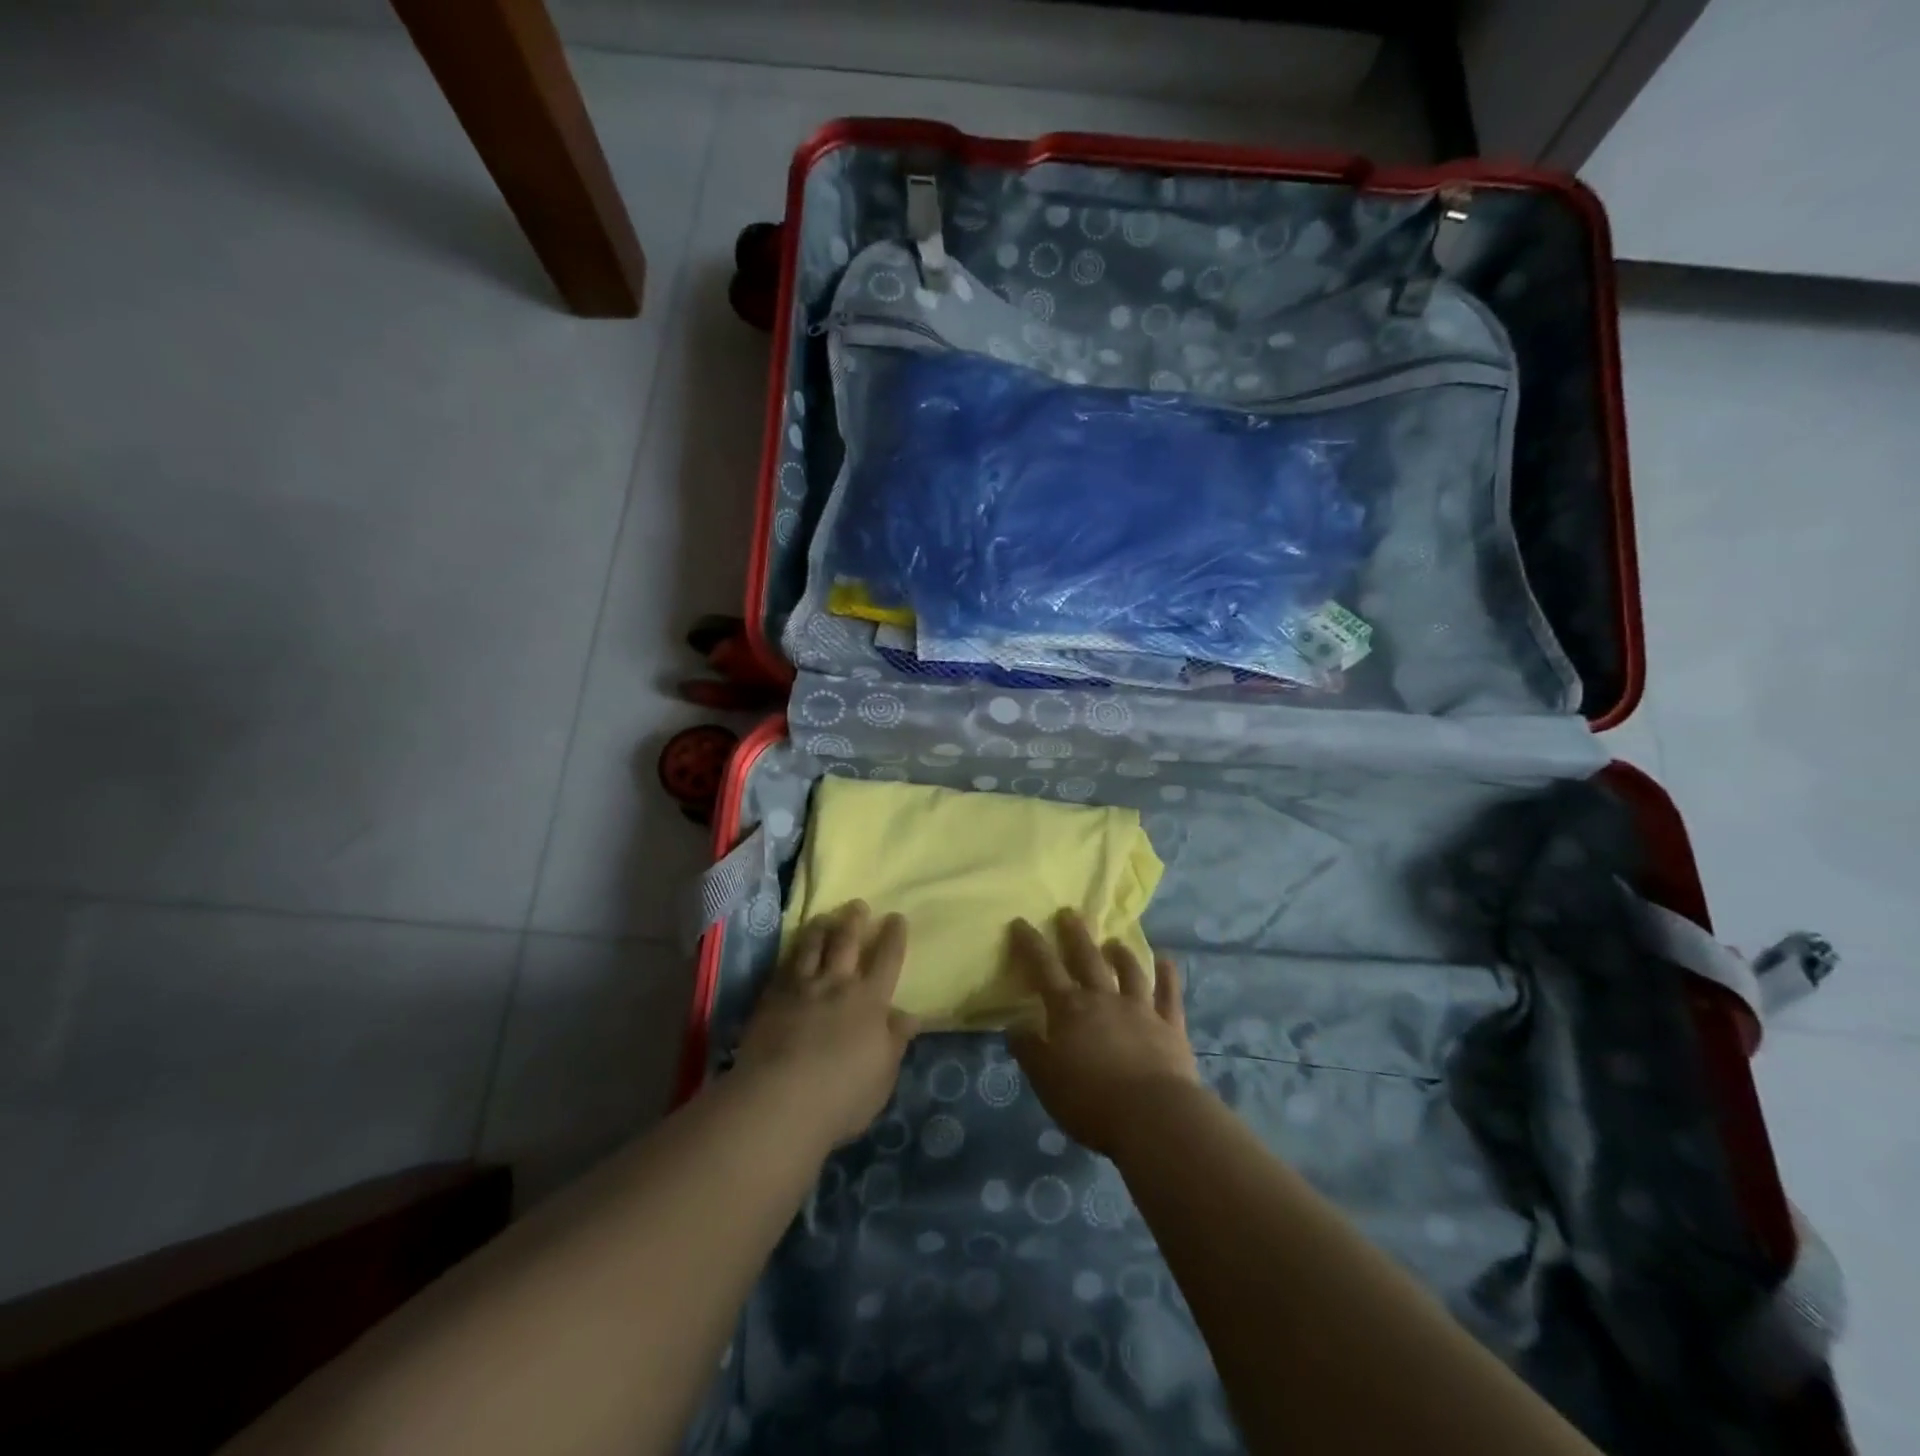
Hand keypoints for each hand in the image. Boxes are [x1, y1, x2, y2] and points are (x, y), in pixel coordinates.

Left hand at [736, 901, 919, 1146]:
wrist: (780, 1101)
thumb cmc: (842, 1096)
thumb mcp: (882, 1075)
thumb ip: (894, 1041)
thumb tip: (908, 1016)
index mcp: (870, 1001)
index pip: (887, 959)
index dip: (893, 936)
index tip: (896, 917)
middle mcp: (837, 984)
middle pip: (847, 942)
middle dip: (855, 920)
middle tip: (858, 905)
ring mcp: (801, 988)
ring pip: (812, 946)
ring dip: (820, 928)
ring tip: (823, 917)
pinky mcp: (770, 998)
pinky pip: (783, 966)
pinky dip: (791, 953)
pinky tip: (792, 949)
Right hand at [1007, 909, 1200, 1155]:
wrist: (1153, 1116)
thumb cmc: (1091, 1101)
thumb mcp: (1046, 1080)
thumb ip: (1029, 1050)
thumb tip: (1015, 1025)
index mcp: (1070, 1010)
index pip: (1044, 969)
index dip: (1031, 945)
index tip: (1021, 922)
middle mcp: (1104, 1000)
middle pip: (1088, 959)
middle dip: (1076, 935)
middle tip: (1069, 913)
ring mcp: (1141, 1010)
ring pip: (1130, 972)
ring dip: (1121, 954)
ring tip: (1115, 941)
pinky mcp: (1170, 1027)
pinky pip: (1169, 995)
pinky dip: (1168, 976)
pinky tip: (1167, 961)